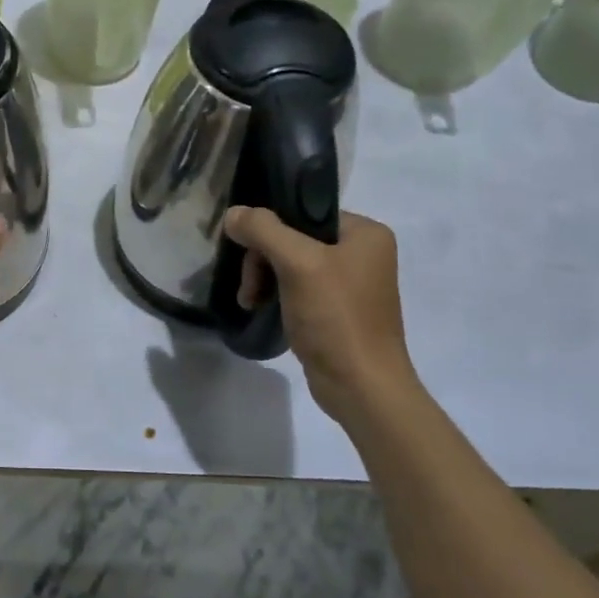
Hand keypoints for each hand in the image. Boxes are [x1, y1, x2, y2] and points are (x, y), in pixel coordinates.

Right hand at [224, 206, 418, 419]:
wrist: (361, 386)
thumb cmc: (336, 318)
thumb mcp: (298, 264)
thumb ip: (263, 230)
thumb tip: (233, 213)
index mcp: (365, 232)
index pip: (303, 211)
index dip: (269, 228)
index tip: (246, 252)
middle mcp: (362, 252)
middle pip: (293, 238)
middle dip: (262, 260)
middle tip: (250, 288)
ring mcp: (350, 283)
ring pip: (290, 263)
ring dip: (264, 279)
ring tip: (251, 301)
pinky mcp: (337, 309)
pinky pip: (297, 287)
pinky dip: (276, 294)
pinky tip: (261, 308)